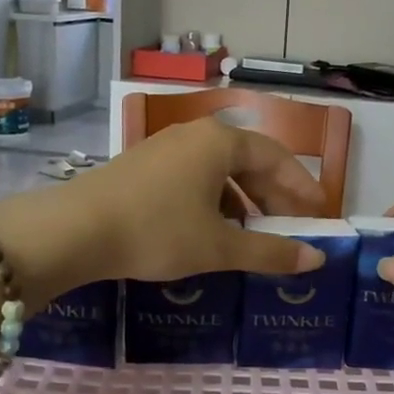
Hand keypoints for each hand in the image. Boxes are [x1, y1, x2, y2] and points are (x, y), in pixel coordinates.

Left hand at [0, 119, 326, 306]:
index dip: (302, 186)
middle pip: (248, 161)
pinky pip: (193, 176)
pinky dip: (213, 200)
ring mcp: (165, 147)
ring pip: (219, 170)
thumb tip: (317, 259)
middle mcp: (194, 135)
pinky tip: (211, 229)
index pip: (276, 157)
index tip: (319, 214)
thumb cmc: (157, 231)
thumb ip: (271, 252)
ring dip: (243, 200)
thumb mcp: (219, 247)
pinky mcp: (143, 165)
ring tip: (253, 234)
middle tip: (290, 227)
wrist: (74, 230)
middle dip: (273, 195)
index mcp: (220, 142)